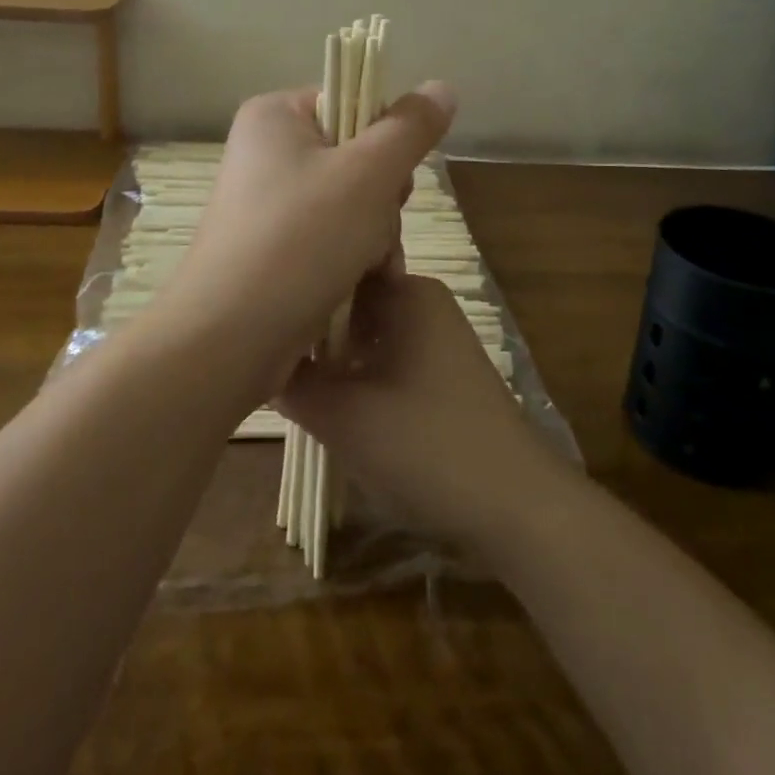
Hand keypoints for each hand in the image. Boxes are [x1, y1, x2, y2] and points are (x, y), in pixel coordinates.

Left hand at [173, 81, 456, 370]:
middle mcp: (266, 152)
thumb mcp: (368, 175)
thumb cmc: (299, 240)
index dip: (386, 140)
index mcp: (276, 116)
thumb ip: (410, 128)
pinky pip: (329, 238)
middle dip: (383, 200)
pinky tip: (359, 288)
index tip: (392, 179)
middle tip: (377, 229)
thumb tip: (442, 87)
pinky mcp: (271, 248)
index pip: (353, 102)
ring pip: (352, 204)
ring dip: (375, 237)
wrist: (227, 341)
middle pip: (357, 157)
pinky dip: (351, 261)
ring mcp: (266, 204)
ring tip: (369, 270)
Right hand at [277, 274, 564, 555]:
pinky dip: (358, 376)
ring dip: (333, 358)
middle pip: (351, 303)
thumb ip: (295, 383)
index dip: (298, 289)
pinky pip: (387, 359)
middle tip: (266, 354)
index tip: (259, 315)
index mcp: (408, 292)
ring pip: (366, 335)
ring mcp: (437, 338)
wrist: (516, 506)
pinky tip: (331, 404)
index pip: (338, 268)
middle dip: (312, 329)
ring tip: (289, 380)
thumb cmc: (426, 446)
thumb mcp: (345, 417)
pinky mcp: (442, 374)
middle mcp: (424, 303)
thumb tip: (260, 358)